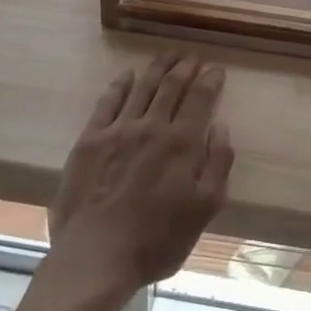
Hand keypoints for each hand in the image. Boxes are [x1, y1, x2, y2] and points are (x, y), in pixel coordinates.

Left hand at [45, 53, 233, 306]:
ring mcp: (118, 130)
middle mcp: (151, 127)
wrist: (96, 256)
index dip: (210, 81)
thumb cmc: (157, 241)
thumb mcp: (203, 210)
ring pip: (142, 87)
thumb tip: (220, 126)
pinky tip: (128, 75)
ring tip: (168, 55)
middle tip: (192, 56)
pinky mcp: (90, 138)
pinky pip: (108, 101)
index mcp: (181, 144)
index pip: (200, 99)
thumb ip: (218, 164)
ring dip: (157, 68)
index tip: (216, 68)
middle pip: (171, 86)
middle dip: (185, 67)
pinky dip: (120, 84)